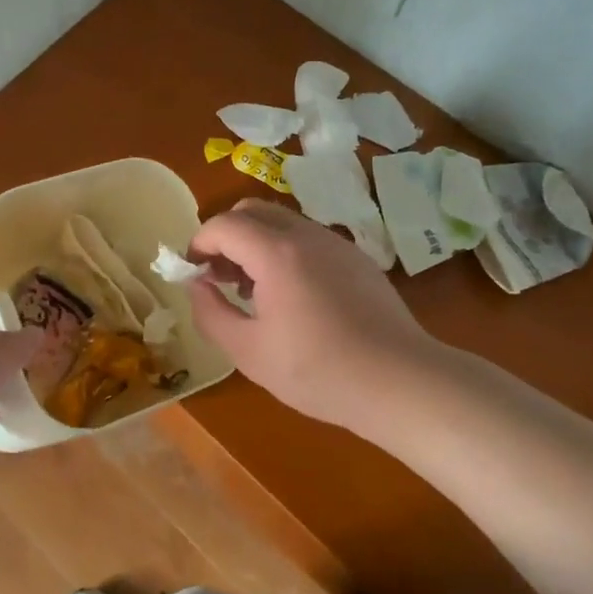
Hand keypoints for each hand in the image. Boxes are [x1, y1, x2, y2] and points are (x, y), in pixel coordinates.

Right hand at [186, 200, 435, 430]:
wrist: (400, 381)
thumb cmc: (318, 371)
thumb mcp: (248, 351)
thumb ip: (211, 312)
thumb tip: (196, 285)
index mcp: (276, 252)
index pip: (223, 225)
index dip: (199, 243)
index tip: (192, 273)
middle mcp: (306, 235)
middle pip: (252, 211)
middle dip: (226, 236)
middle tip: (220, 277)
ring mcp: (336, 243)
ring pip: (282, 221)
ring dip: (255, 242)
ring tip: (253, 290)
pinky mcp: (357, 258)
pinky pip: (308, 238)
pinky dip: (284, 251)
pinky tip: (292, 296)